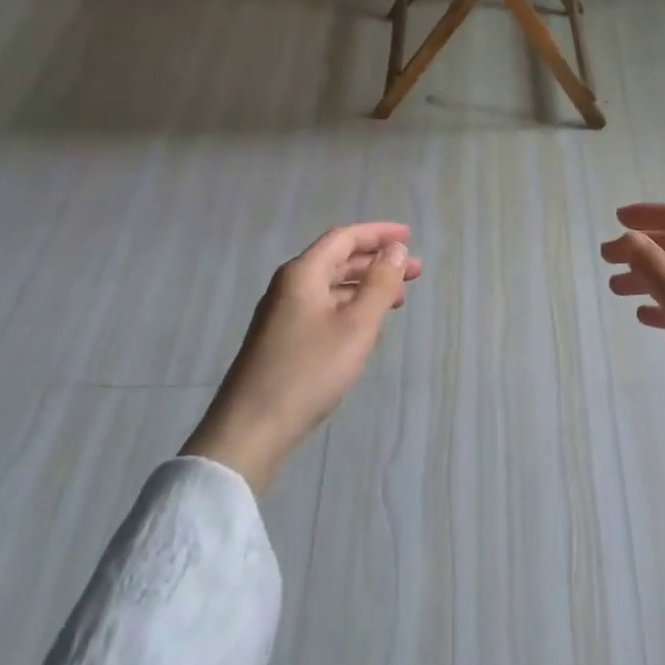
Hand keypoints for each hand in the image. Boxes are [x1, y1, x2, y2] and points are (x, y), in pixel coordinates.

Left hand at [183, 223, 421, 493]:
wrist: (250, 430)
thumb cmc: (308, 371)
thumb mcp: (356, 326)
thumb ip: (380, 284)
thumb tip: (396, 249)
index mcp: (303, 273)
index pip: (345, 238)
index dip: (379, 234)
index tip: (410, 236)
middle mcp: (289, 286)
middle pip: (338, 260)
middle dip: (377, 262)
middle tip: (415, 273)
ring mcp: (282, 314)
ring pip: (331, 287)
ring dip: (365, 287)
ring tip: (397, 301)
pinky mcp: (281, 340)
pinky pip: (323, 309)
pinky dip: (350, 308)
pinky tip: (366, 329)